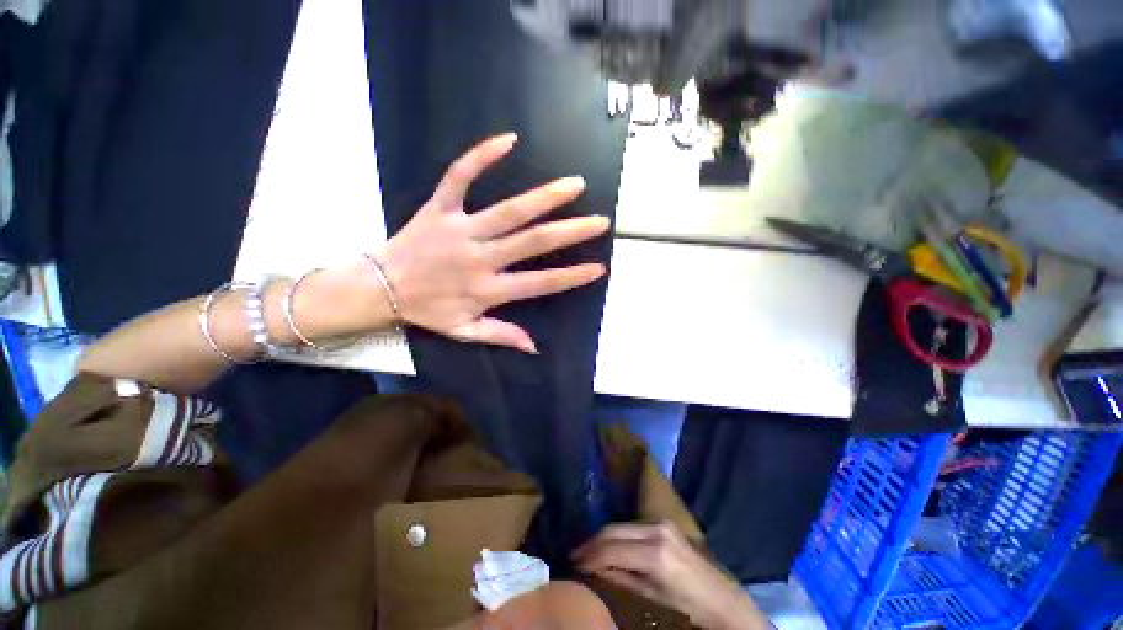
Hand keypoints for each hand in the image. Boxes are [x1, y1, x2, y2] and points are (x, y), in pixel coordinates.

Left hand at [376, 133, 609, 353]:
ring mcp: (461, 229)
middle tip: (600, 221)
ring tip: (574, 185)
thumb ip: (501, 335)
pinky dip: (481, 157)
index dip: (571, 277)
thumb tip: (535, 347)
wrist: (378, 287)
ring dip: (544, 197)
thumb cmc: (426, 310)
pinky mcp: (440, 207)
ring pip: (508, 211)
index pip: (540, 284)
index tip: (599, 267)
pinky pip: (460, 177)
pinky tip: (509, 140)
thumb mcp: (464, 332)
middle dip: (571, 232)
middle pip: (533, 243)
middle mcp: (480, 258)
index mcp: (487, 290)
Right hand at [573, 522, 768, 629]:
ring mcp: (661, 523)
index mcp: (655, 553)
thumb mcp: (652, 598)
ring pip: (621, 525)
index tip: (574, 563)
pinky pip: (632, 526)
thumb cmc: (688, 607)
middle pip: (613, 529)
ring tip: (590, 551)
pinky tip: (611, 546)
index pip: (611, 548)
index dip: (589, 556)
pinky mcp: (664, 522)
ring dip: (604, 537)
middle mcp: (655, 530)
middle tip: (576, 555)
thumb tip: (595, 570)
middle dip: (592, 542)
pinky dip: (618, 535)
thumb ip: (622, 580)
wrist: (723, 600)